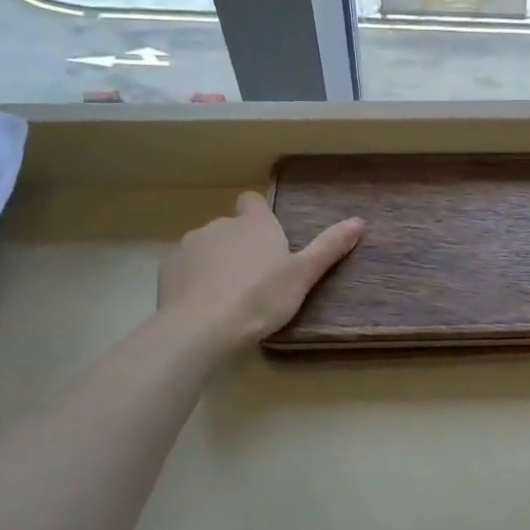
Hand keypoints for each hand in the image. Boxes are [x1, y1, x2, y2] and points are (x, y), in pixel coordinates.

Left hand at [157, 193, 364, 350]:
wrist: (202, 327)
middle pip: (232, 227)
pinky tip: (204, 304)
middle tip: (256, 278)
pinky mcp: (169, 269)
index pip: (253, 201)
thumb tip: (360, 221)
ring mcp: (191, 245)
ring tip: (229, 295)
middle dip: (240, 245)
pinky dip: (195, 280)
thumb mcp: (303, 275)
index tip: (268, 238)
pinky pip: (186, 268)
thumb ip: (329, 247)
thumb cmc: (261, 298)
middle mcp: (220, 225)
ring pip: (207, 247)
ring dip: (216, 262)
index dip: (259, 215)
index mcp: (255, 224)